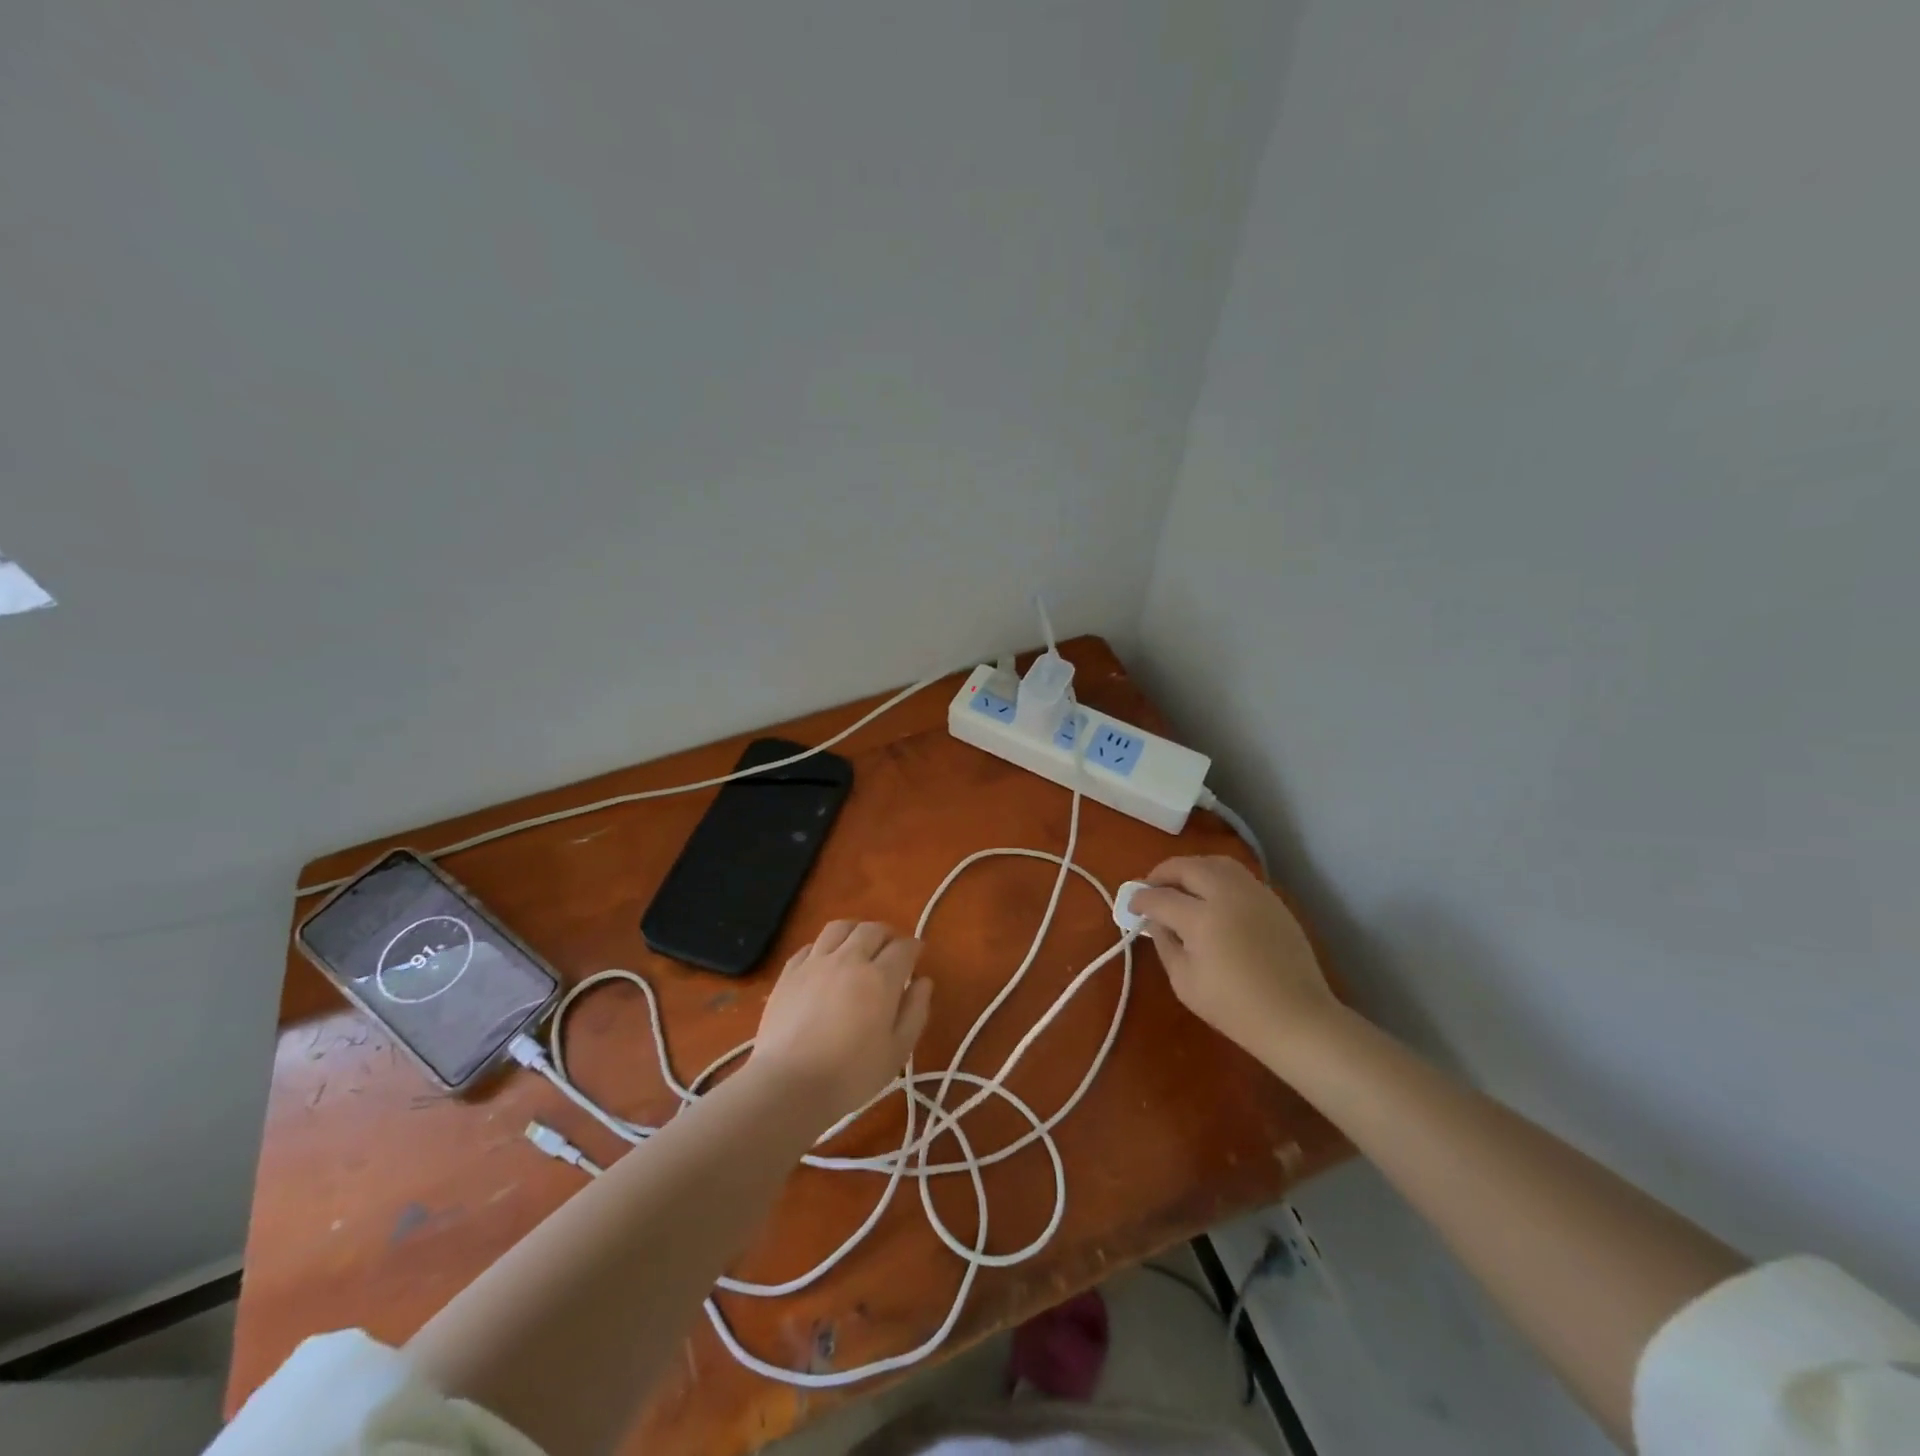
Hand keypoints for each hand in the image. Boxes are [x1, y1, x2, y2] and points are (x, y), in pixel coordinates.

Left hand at [749, 920, 933, 1122]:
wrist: (789, 1084)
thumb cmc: (851, 1075)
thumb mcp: (897, 1051)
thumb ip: (915, 1012)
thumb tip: (923, 982)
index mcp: (880, 978)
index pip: (903, 948)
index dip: (914, 947)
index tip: (917, 955)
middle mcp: (849, 959)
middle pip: (872, 929)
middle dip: (888, 935)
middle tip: (891, 949)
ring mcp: (816, 962)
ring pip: (840, 927)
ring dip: (856, 931)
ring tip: (859, 945)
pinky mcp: (789, 972)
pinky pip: (811, 945)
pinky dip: (825, 947)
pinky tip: (826, 962)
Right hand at [1129, 856, 1339, 1072]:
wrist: (1296, 1018)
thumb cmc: (1234, 1008)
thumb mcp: (1184, 982)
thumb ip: (1165, 943)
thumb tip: (1156, 921)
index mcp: (1202, 918)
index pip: (1160, 897)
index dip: (1140, 899)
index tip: (1132, 907)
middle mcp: (1227, 895)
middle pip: (1187, 867)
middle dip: (1162, 873)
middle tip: (1151, 887)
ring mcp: (1253, 893)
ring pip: (1215, 862)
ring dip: (1191, 868)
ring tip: (1181, 885)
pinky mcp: (1272, 900)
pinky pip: (1237, 875)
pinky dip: (1216, 876)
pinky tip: (1211, 896)